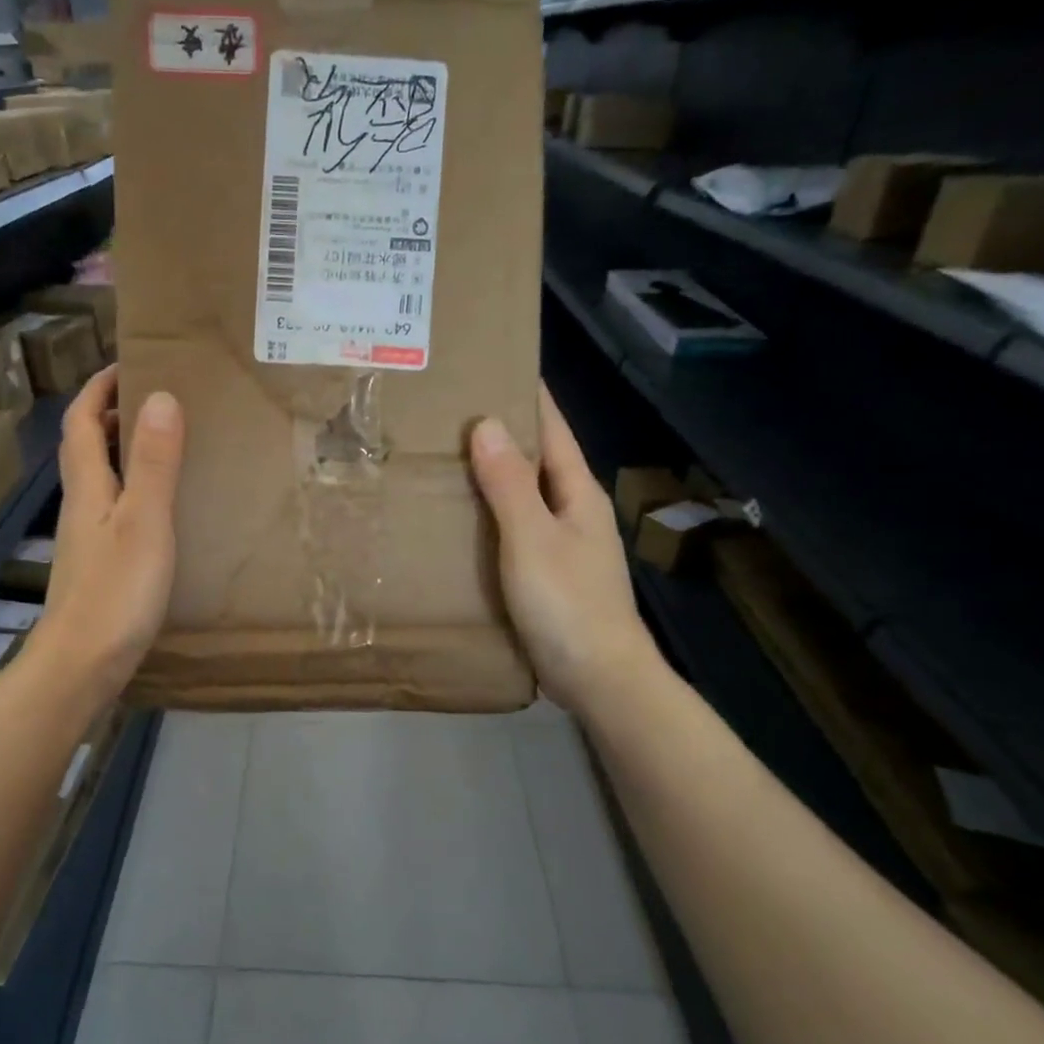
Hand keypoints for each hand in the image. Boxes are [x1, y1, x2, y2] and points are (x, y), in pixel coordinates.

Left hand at [32, 366, 183, 704]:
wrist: (82, 665)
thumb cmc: (116, 592)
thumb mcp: (145, 521)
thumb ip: (154, 463)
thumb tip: (161, 397)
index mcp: (87, 487)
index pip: (80, 421)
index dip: (98, 388)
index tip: (129, 364)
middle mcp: (81, 506)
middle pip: (85, 447)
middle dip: (111, 414)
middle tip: (157, 399)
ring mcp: (87, 539)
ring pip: (99, 479)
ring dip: (123, 452)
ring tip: (166, 444)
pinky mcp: (98, 565)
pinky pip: (114, 509)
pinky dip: (133, 490)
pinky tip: (161, 508)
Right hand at [469, 384, 660, 715]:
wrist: (598, 678)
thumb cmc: (567, 603)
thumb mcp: (532, 538)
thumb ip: (509, 484)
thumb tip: (486, 423)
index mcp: (576, 493)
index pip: (552, 429)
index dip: (529, 397)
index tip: (496, 365)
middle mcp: (573, 512)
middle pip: (537, 459)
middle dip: (502, 432)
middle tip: (452, 411)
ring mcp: (562, 545)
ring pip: (523, 495)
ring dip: (492, 474)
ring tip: (445, 457)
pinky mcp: (547, 575)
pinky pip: (513, 529)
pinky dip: (489, 514)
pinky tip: (460, 518)